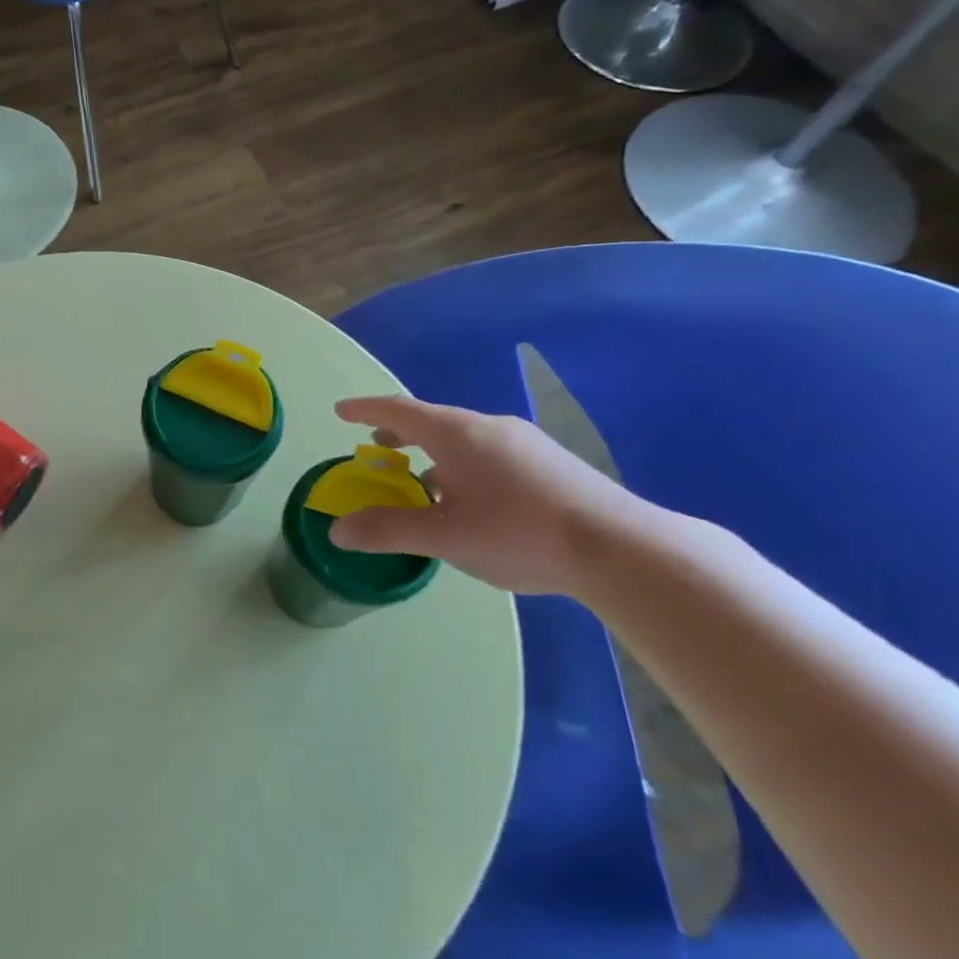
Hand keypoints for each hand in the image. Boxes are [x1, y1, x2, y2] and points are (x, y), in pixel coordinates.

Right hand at [328, 394, 648, 595]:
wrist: (621, 549)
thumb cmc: (518, 533)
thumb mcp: (443, 537)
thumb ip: (387, 530)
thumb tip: (337, 531)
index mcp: (456, 434)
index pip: (398, 409)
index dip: (365, 409)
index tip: (341, 411)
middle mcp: (489, 427)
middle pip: (432, 421)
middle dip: (399, 432)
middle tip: (378, 446)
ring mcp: (525, 443)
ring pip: (464, 439)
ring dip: (433, 452)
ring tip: (422, 480)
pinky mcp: (551, 463)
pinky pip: (490, 453)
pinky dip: (463, 465)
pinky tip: (472, 500)